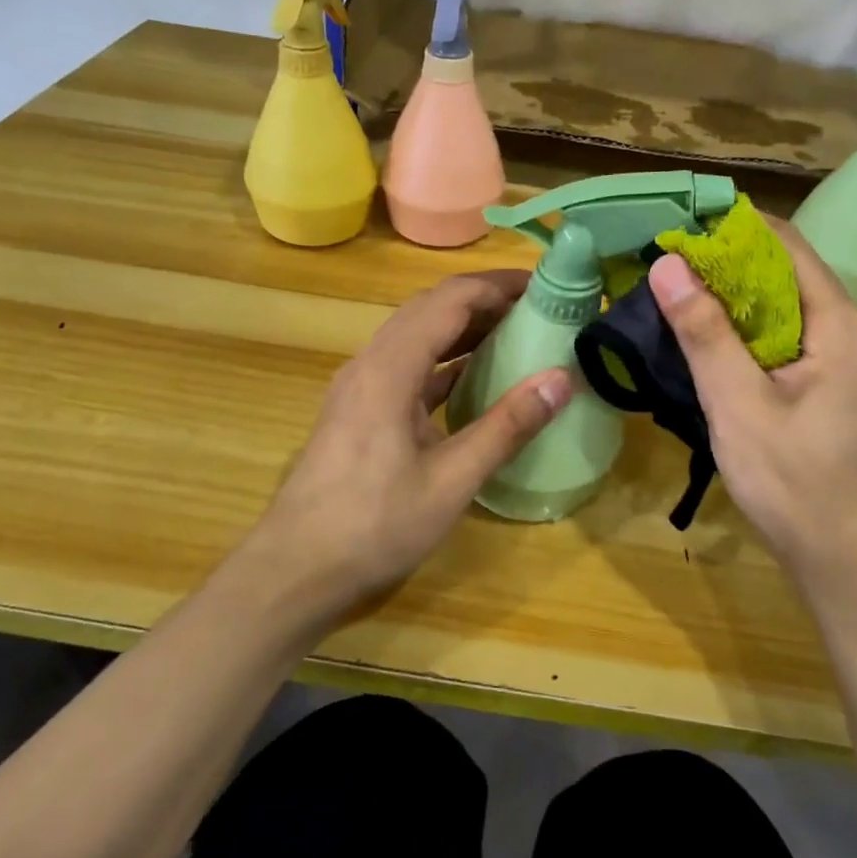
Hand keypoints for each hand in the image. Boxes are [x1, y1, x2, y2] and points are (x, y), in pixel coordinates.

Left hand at [244, 270, 572, 619]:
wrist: (294, 571)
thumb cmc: (374, 526)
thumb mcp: (451, 481)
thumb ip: (507, 427)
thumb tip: (562, 379)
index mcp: (389, 368)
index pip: (449, 301)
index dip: (497, 286)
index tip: (544, 286)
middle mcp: (370, 363)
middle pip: (430, 309)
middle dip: (483, 300)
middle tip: (537, 307)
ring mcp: (359, 386)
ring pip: (415, 335)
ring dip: (462, 327)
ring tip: (515, 332)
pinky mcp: (357, 410)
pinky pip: (406, 365)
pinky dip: (443, 360)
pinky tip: (473, 376)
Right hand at [648, 218, 856, 587]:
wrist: (849, 560)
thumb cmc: (793, 482)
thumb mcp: (737, 405)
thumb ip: (704, 332)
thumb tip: (668, 265)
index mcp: (844, 327)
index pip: (788, 247)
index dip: (734, 230)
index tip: (681, 228)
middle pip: (790, 276)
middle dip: (730, 266)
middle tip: (669, 266)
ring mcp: (854, 362)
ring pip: (790, 309)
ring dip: (739, 300)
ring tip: (681, 296)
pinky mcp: (842, 386)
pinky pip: (795, 339)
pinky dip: (755, 332)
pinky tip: (716, 342)